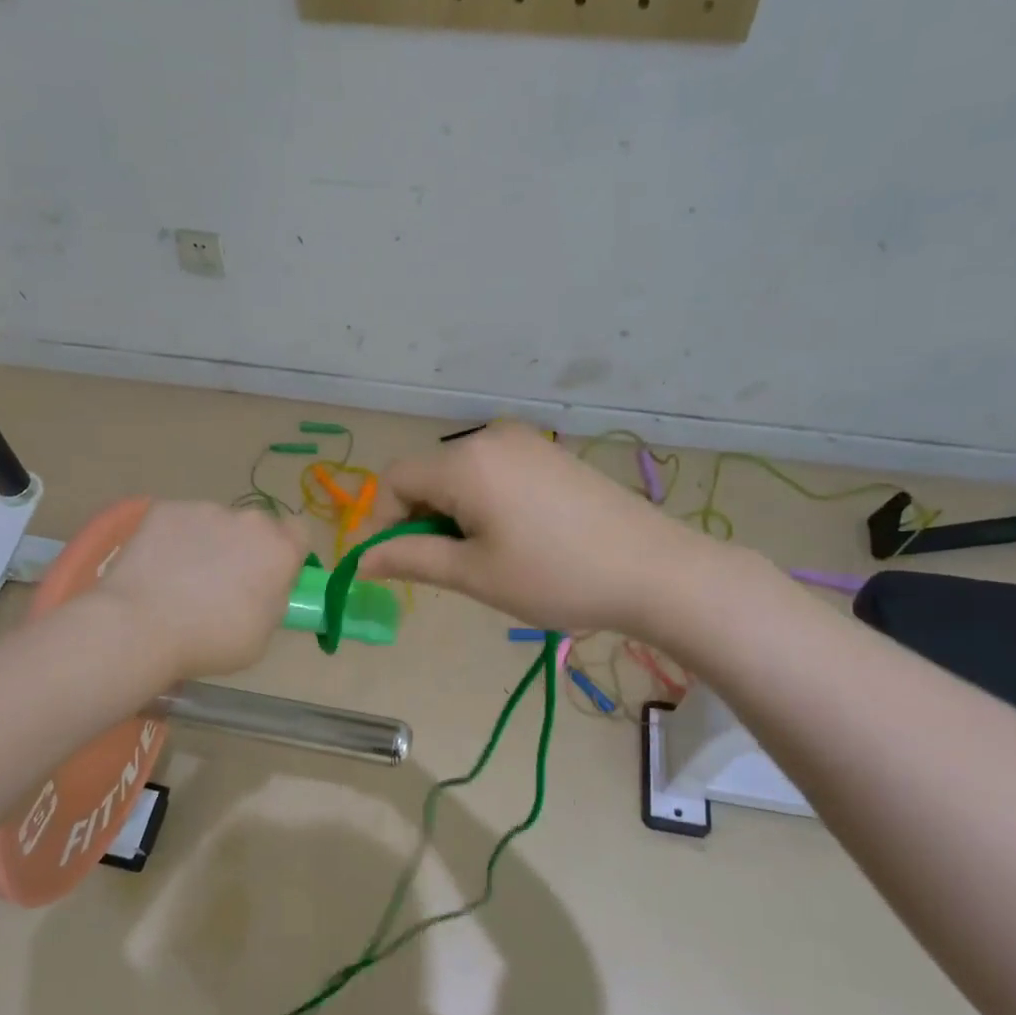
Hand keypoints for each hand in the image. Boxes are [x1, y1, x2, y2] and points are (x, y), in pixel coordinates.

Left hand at [95, 501, 307, 681]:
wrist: (141, 625)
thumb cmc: (211, 640)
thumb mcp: (262, 635)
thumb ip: (272, 601)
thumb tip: (263, 589)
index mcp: (279, 550)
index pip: (299, 532)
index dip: (287, 552)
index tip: (271, 576)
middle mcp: (248, 521)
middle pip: (256, 528)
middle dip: (246, 548)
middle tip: (224, 583)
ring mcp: (205, 510)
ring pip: (216, 523)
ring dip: (209, 543)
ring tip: (182, 578)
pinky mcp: (166, 508)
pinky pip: (180, 522)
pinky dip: (174, 540)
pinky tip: (158, 567)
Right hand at [358, 423, 699, 634]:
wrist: (654, 570)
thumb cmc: (554, 576)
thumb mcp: (473, 574)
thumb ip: (409, 559)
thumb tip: (361, 561)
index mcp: (465, 462)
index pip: (395, 480)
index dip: (383, 522)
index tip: (395, 565)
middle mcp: (490, 437)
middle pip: (428, 475)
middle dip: (422, 519)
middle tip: (449, 568)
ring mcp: (525, 442)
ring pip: (460, 475)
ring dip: (454, 514)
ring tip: (487, 557)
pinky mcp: (549, 454)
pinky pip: (493, 472)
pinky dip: (484, 503)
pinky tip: (515, 537)